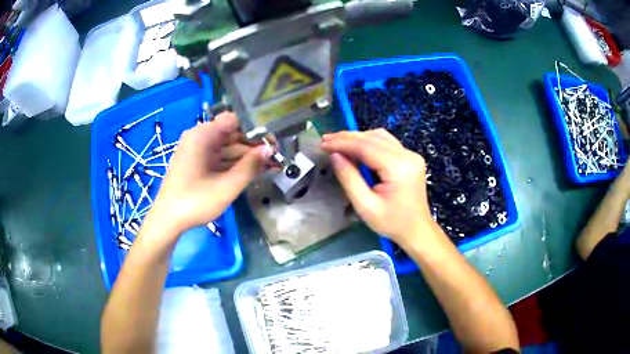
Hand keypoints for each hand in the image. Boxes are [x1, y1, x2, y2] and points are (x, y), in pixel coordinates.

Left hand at [144, 112, 272, 236]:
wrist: (168, 220)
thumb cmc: (195, 201)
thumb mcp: (226, 186)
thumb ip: (250, 166)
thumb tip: (270, 150)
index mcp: (202, 135)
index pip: (234, 120)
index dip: (256, 128)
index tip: (273, 141)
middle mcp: (199, 137)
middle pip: (232, 134)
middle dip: (254, 145)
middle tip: (277, 156)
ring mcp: (197, 151)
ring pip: (227, 148)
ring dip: (247, 157)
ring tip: (271, 166)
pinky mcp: (197, 163)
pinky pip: (220, 158)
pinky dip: (235, 164)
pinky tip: (253, 171)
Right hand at [321, 129, 433, 245]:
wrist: (417, 230)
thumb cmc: (391, 223)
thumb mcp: (365, 206)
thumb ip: (349, 178)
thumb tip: (334, 155)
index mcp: (399, 168)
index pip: (365, 147)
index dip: (342, 143)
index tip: (323, 144)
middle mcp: (407, 155)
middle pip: (373, 138)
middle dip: (347, 138)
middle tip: (325, 140)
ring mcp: (411, 155)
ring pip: (380, 136)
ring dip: (358, 138)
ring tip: (337, 142)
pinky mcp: (410, 158)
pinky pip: (387, 143)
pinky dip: (369, 142)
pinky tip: (356, 147)